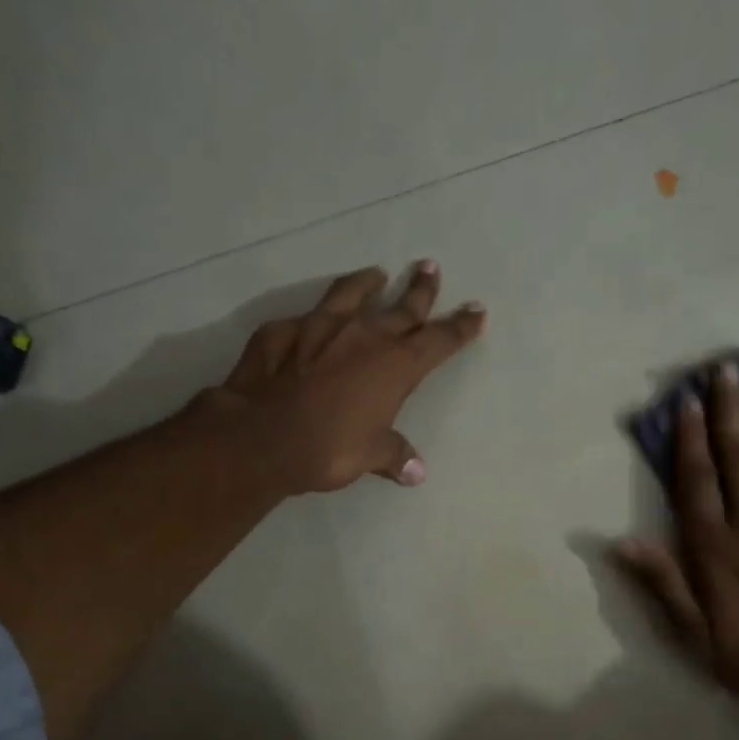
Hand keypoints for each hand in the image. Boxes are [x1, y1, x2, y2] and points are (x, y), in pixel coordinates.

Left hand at [204, 260, 485, 494]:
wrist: (261, 437)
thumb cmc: (329, 448)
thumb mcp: (369, 456)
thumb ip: (394, 455)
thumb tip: (415, 472)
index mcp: (395, 366)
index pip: (439, 340)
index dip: (461, 326)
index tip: (477, 310)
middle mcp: (364, 336)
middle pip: (402, 308)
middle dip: (421, 290)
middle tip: (430, 268)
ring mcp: (320, 328)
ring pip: (351, 294)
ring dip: (367, 283)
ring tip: (375, 274)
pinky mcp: (281, 332)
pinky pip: (303, 319)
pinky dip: (313, 319)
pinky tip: (309, 323)